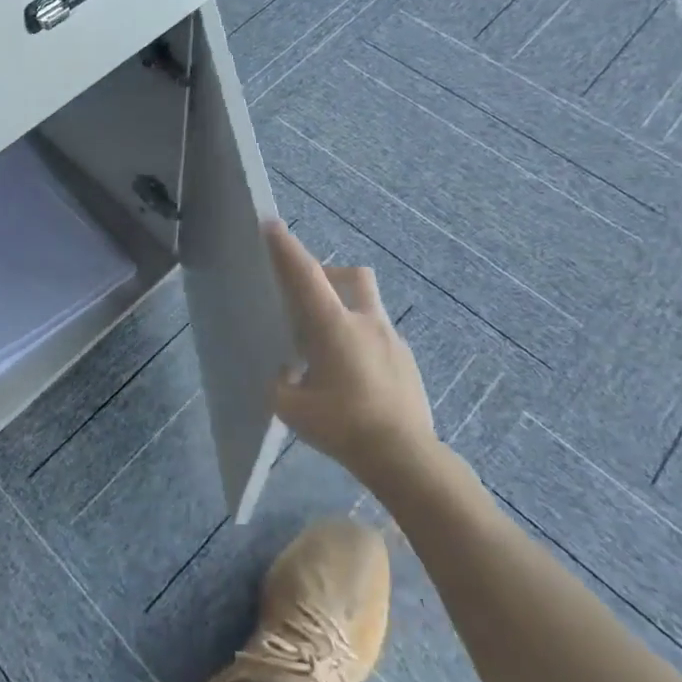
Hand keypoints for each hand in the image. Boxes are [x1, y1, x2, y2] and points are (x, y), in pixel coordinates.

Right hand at [264, 221, 439, 483]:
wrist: (406, 458)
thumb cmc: (342, 426)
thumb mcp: (292, 408)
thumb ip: (281, 384)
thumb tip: (285, 375)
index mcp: (333, 326)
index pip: (305, 275)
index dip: (286, 248)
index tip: (272, 224)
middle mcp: (366, 323)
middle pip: (353, 275)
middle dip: (331, 274)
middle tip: (311, 300)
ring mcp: (393, 341)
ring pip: (369, 308)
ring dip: (348, 314)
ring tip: (331, 353)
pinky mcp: (408, 363)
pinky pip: (381, 340)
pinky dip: (363, 346)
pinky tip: (355, 381)